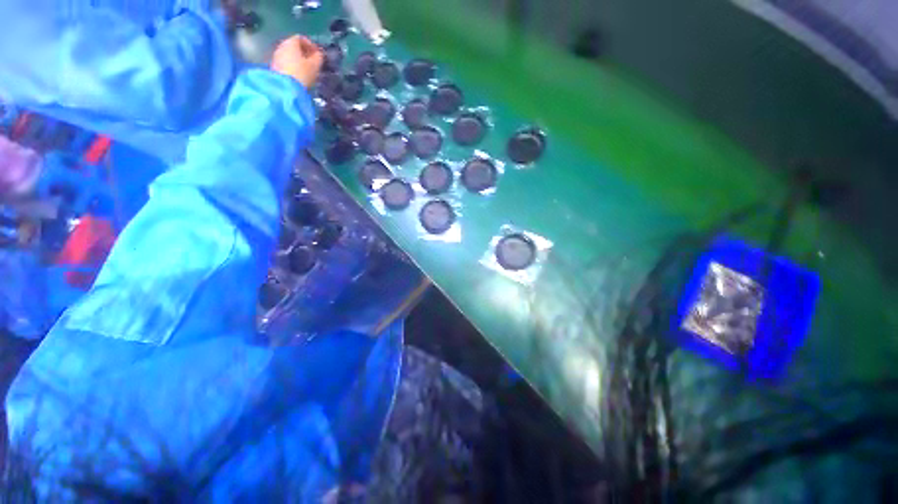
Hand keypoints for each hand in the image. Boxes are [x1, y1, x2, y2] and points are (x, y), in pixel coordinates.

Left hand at [271, 35, 324, 88]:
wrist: (285, 88)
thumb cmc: (302, 74)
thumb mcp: (314, 66)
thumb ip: (318, 58)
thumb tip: (318, 54)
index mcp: (291, 42)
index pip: (300, 38)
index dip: (310, 44)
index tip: (317, 54)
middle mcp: (281, 46)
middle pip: (293, 46)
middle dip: (303, 53)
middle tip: (312, 62)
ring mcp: (276, 56)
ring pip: (289, 54)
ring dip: (297, 60)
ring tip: (305, 70)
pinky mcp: (273, 66)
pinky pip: (285, 62)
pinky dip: (292, 66)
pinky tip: (298, 75)